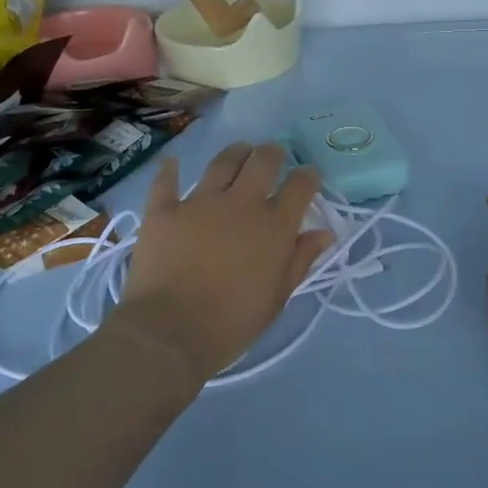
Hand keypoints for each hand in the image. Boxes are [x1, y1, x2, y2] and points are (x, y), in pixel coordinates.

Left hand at [114, 143, 332, 385]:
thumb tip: (324, 233)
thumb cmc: (232, 323)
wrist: (169, 334)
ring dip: (235, 153)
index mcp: (274, 226)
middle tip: (273, 158)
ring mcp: (199, 202)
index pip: (300, 185)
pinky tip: (173, 164)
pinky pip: (166, 181)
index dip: (308, 176)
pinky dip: (170, 171)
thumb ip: (300, 260)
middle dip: (273, 154)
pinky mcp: (163, 210)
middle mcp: (241, 203)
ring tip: (239, 153)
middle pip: (263, 160)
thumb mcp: (277, 297)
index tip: (308, 178)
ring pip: (222, 162)